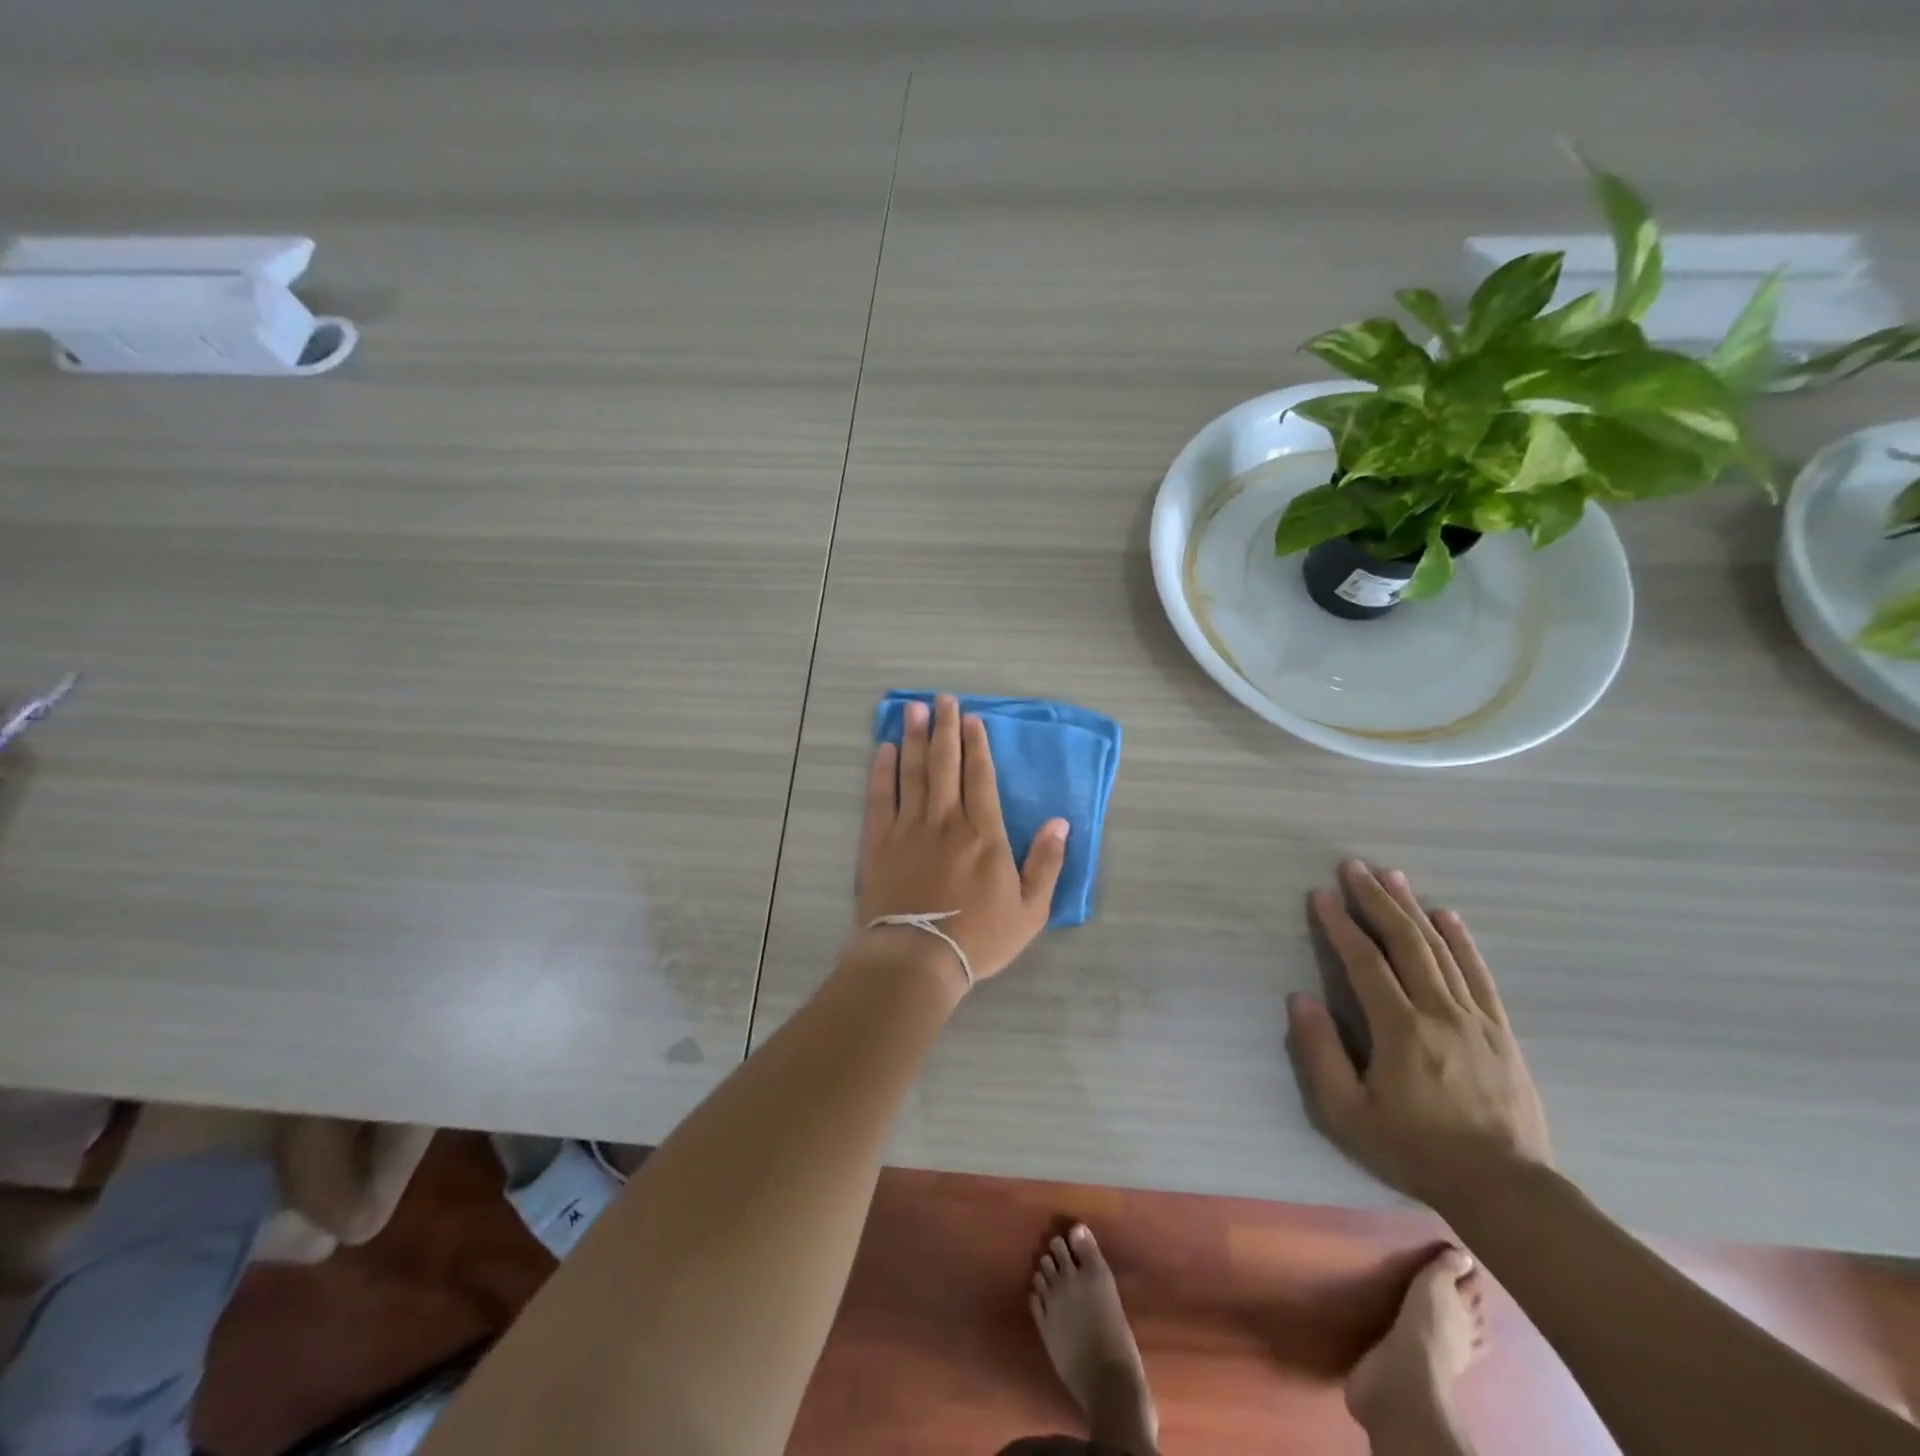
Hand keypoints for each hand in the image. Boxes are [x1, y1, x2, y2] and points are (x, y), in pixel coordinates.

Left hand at [856, 695, 1069, 988]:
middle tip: (941, 699)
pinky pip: (880, 796)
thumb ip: (1047, 863)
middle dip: (944, 728)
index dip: (976, 745)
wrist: (917, 959)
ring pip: (912, 772)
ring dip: (913, 738)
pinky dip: (881, 770)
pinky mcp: (878, 841)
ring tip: (913, 709)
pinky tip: (883, 749)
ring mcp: (908, 827)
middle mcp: (945, 820)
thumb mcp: (1030, 910)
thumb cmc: (978, 938)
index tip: (972, 719)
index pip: (980, 776)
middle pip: (945, 763)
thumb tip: (1061, 822)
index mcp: (983, 832)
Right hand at [1286, 860, 1551, 1213]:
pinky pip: (1478, 973)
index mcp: (1400, 1030)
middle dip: (1376, 900)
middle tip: (1354, 867)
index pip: (1365, 962)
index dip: (1341, 924)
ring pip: (1441, 949)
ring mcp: (1476, 1018)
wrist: (1505, 1190)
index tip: (1321, 894)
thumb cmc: (1414, 1150)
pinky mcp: (1500, 1030)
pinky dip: (1461, 940)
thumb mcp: (1347, 1114)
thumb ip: (1320, 1053)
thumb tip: (1300, 999)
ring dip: (1413, 908)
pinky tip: (1447, 916)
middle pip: (1406, 942)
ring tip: (1392, 876)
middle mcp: (1440, 1012)